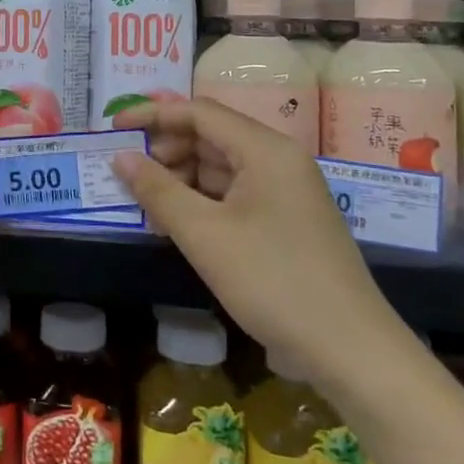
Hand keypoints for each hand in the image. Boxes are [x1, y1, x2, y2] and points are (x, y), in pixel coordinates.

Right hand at [112, 99, 409, 385]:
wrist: (350, 351)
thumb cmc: (273, 281)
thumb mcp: (204, 235)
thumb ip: (158, 190)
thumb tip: (121, 157)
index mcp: (266, 150)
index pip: (200, 112)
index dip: (153, 115)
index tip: (113, 128)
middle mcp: (278, 160)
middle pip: (211, 136)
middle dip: (165, 149)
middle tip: (126, 171)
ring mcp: (285, 192)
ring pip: (221, 167)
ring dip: (180, 178)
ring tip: (144, 201)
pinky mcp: (285, 221)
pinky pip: (234, 195)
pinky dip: (201, 201)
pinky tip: (175, 222)